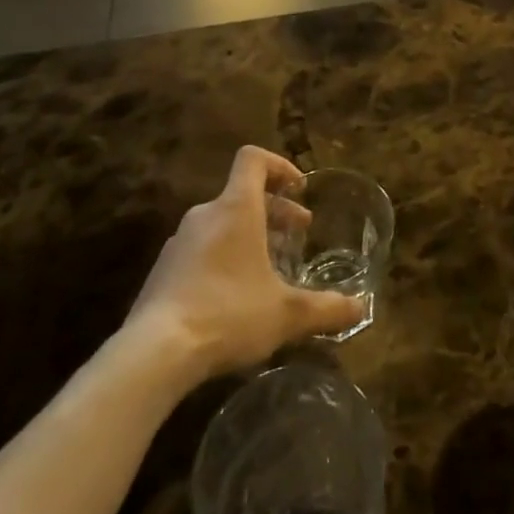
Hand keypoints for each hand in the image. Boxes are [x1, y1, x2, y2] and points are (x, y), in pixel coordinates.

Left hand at [123, 147, 364, 384]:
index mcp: (236, 208)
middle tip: (298, 234)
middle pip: (242, 194)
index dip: (279, 165)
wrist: (153, 354)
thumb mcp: (286, 313)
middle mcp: (206, 215)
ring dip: (250, 235)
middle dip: (275, 210)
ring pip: (222, 224)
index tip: (299, 189)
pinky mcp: (162, 272)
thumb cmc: (228, 314)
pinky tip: (235, 297)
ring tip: (269, 269)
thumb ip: (325, 308)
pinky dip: (224, 258)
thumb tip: (360, 309)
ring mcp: (179, 243)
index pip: (253, 159)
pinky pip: (201, 250)